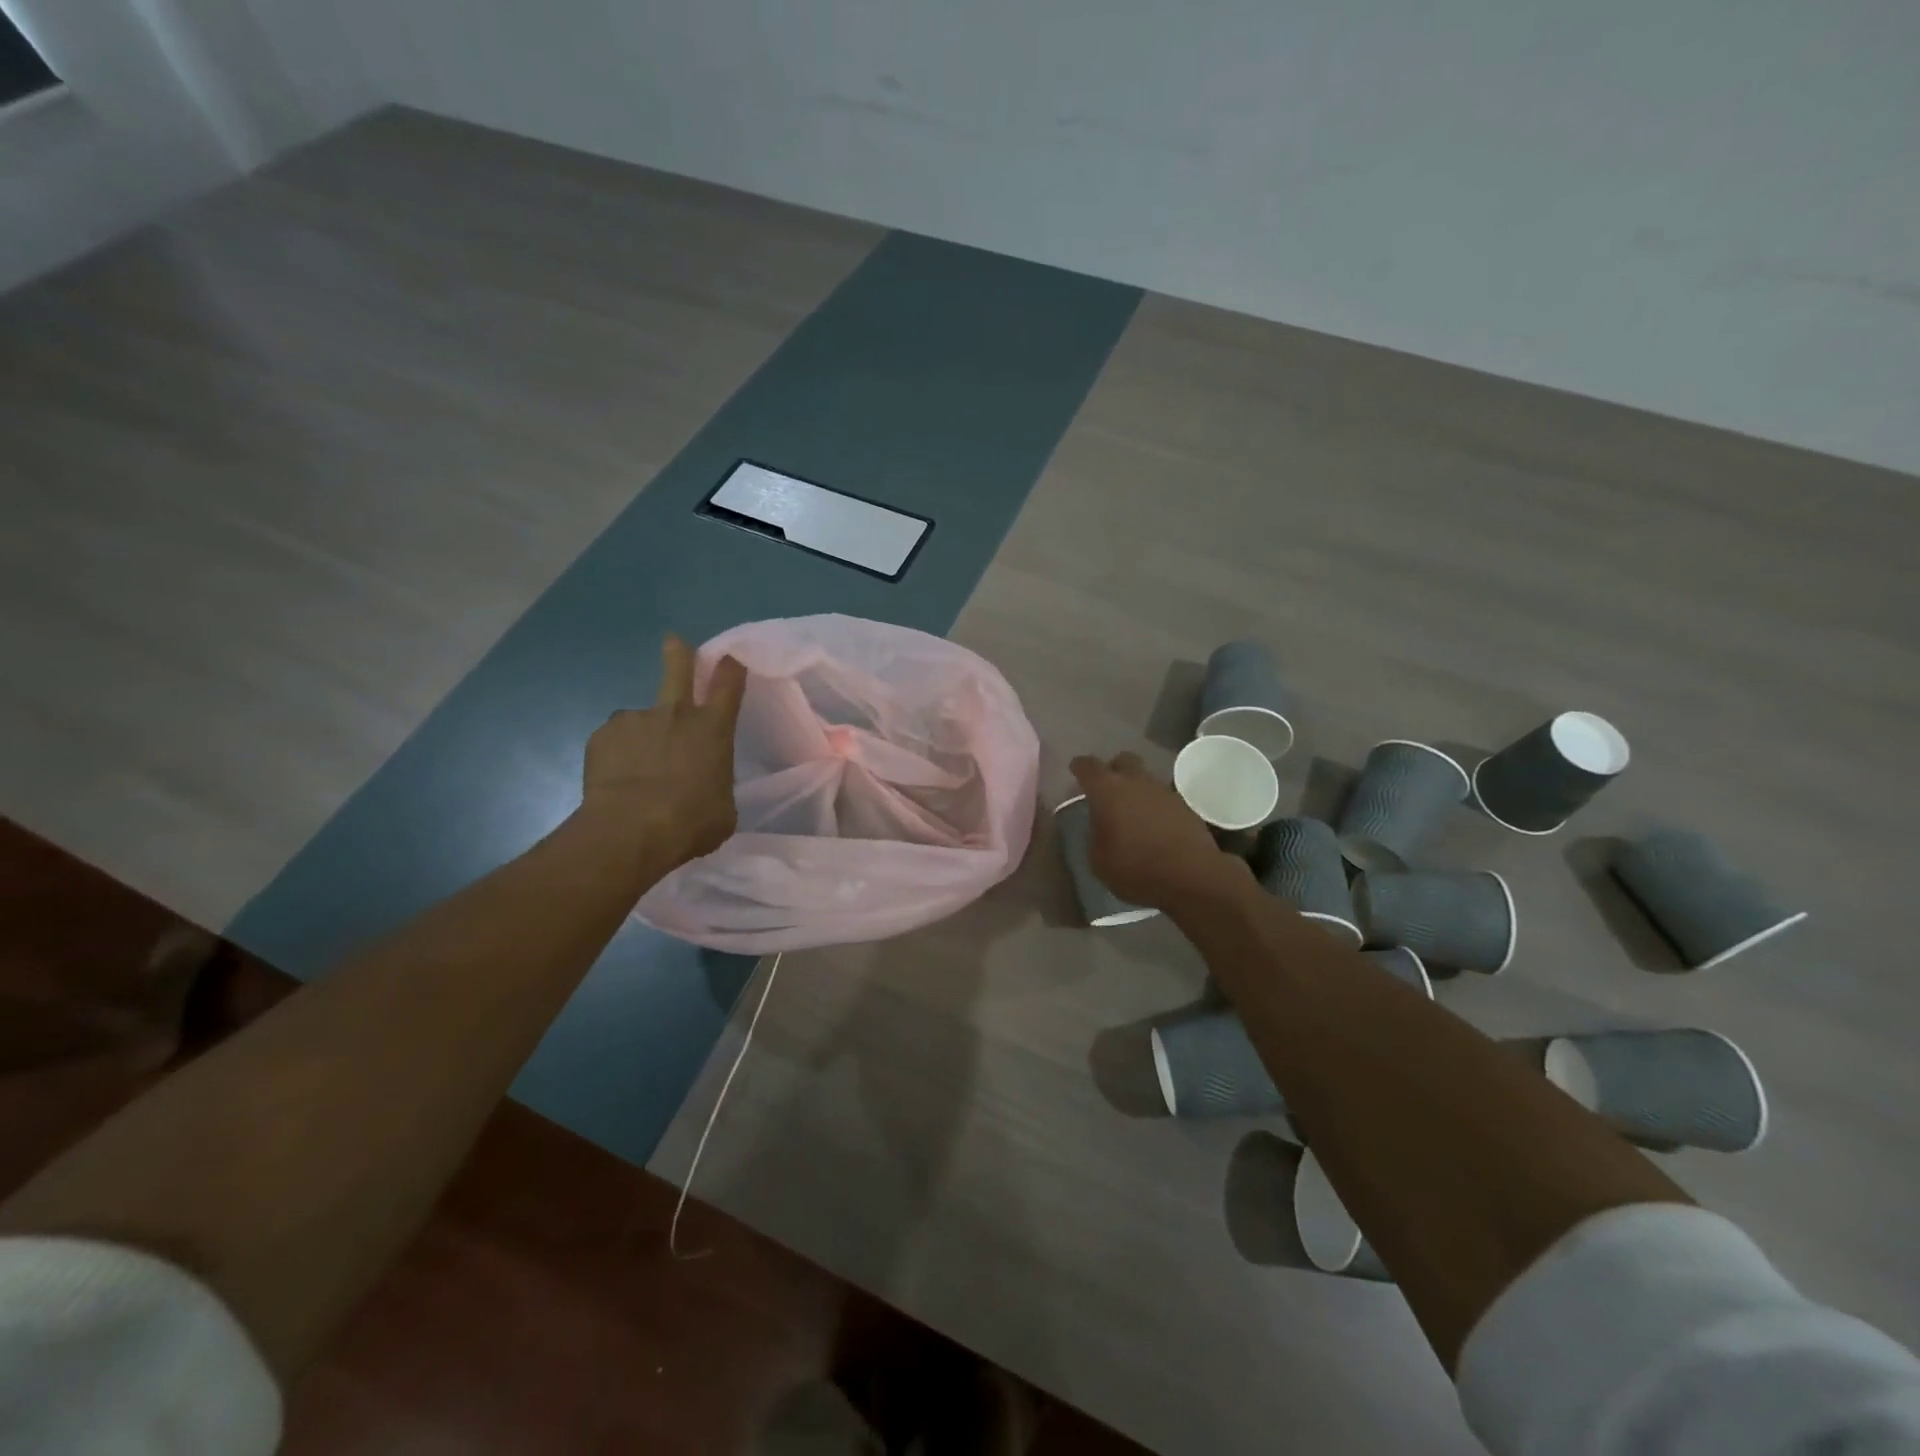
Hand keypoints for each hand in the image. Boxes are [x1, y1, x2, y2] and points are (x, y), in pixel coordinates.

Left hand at [583, 635, 747, 869]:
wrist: (630, 831)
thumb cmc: (691, 822)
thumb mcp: (722, 808)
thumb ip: (715, 784)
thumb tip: (705, 784)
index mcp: (713, 730)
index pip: (728, 685)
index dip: (731, 668)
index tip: (730, 658)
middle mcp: (676, 715)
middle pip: (678, 670)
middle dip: (679, 653)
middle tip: (674, 641)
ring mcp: (636, 721)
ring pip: (641, 720)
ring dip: (643, 735)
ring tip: (637, 769)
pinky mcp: (602, 735)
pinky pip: (614, 741)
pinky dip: (617, 755)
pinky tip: (616, 780)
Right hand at [1068, 752, 1243, 910]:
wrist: (1192, 876)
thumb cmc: (1136, 868)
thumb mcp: (1099, 860)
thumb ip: (1096, 835)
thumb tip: (1101, 826)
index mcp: (1107, 790)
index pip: (1088, 766)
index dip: (1080, 767)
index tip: (1076, 771)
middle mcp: (1136, 781)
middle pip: (1122, 760)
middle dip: (1113, 770)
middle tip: (1107, 789)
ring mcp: (1164, 791)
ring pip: (1145, 779)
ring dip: (1137, 790)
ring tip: (1132, 813)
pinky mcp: (1186, 806)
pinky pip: (1163, 799)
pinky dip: (1155, 807)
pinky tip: (1154, 827)